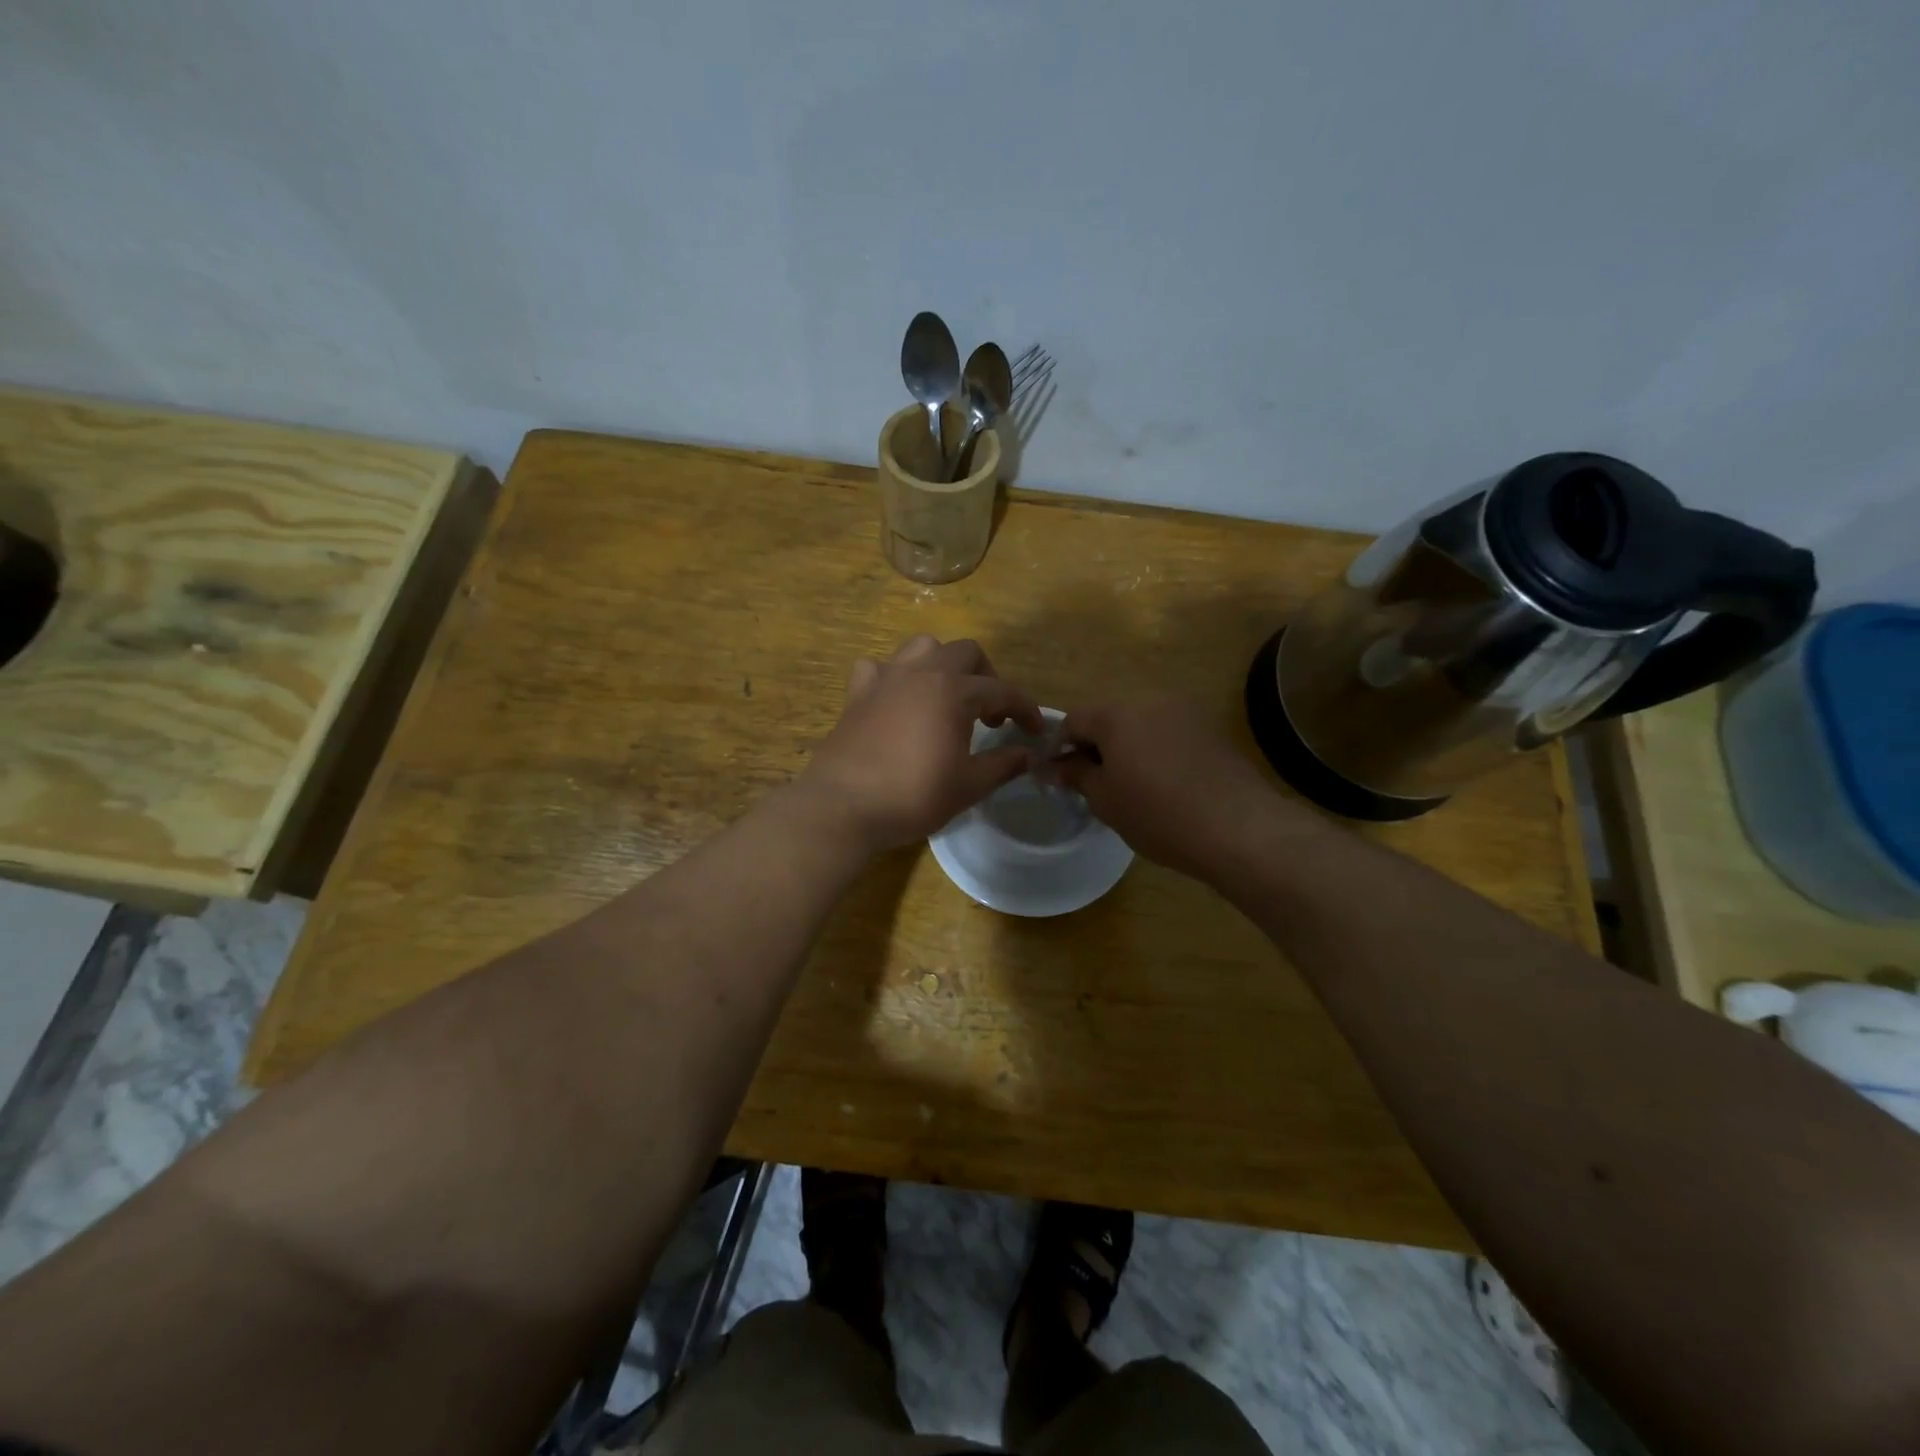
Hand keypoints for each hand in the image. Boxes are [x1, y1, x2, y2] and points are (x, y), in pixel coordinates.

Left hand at [796, 636, 1043, 852]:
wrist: (844, 805)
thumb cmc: (913, 795)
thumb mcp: (969, 785)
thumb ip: (1004, 764)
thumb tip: (1028, 754)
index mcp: (954, 691)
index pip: (1003, 690)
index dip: (1025, 709)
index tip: (1035, 731)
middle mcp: (922, 672)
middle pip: (966, 652)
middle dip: (987, 677)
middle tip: (990, 715)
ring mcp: (886, 678)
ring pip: (923, 647)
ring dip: (943, 664)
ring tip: (947, 697)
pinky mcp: (858, 692)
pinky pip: (880, 667)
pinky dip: (894, 676)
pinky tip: (897, 699)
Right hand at [1051, 697, 1284, 880]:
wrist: (1238, 827)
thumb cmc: (1158, 815)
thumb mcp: (1105, 800)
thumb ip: (1076, 775)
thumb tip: (1052, 766)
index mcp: (1116, 714)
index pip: (1073, 720)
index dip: (1059, 746)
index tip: (1059, 774)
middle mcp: (1150, 699)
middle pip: (1109, 716)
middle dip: (1096, 744)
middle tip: (1095, 782)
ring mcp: (1185, 710)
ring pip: (1142, 722)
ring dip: (1129, 745)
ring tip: (1133, 784)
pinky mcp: (1211, 727)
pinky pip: (1170, 731)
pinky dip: (1158, 749)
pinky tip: (1165, 782)